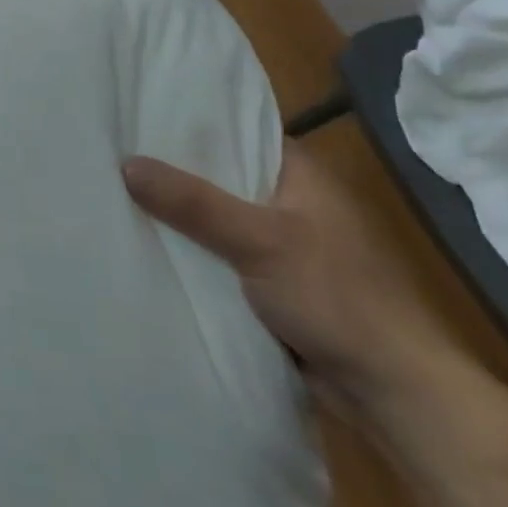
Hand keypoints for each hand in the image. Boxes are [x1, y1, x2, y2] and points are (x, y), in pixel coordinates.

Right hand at [122, 145, 468, 422]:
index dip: (186, 120)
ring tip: (114, 190)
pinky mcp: (272, 281)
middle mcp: (289, 199)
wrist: (396, 394)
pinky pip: (219, 253)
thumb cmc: (338, 299)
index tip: (134, 112)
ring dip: (179, 213)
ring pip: (216, 216)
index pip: (235, 127)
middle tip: (110, 151)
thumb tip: (125, 163)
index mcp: (299, 172)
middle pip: (219, 173)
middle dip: (172, 169)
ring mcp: (281, 242)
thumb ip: (193, 203)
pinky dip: (191, 250)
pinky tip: (147, 241)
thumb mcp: (260, 241)